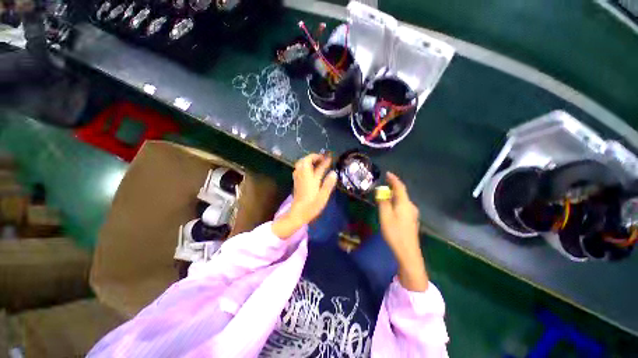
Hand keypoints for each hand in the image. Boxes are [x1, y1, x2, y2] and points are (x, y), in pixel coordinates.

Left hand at [273, 154, 336, 238]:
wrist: (297, 213)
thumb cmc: (312, 206)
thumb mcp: (323, 196)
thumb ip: (328, 184)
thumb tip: (334, 172)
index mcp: (311, 178)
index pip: (318, 166)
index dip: (324, 160)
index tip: (330, 157)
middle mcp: (303, 176)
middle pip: (305, 160)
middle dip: (314, 156)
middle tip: (322, 158)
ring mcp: (298, 178)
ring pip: (300, 163)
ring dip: (308, 160)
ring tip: (316, 161)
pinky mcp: (296, 182)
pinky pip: (298, 168)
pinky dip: (304, 165)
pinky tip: (308, 169)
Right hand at [377, 172, 428, 291]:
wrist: (408, 252)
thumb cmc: (395, 232)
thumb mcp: (385, 216)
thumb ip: (383, 202)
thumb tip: (381, 192)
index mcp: (405, 203)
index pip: (400, 187)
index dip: (394, 179)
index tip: (388, 173)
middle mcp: (411, 206)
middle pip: (402, 193)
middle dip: (393, 187)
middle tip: (383, 185)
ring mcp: (412, 214)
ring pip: (402, 200)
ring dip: (394, 196)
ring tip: (385, 195)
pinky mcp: (411, 220)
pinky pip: (403, 206)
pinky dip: (396, 203)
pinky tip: (391, 207)